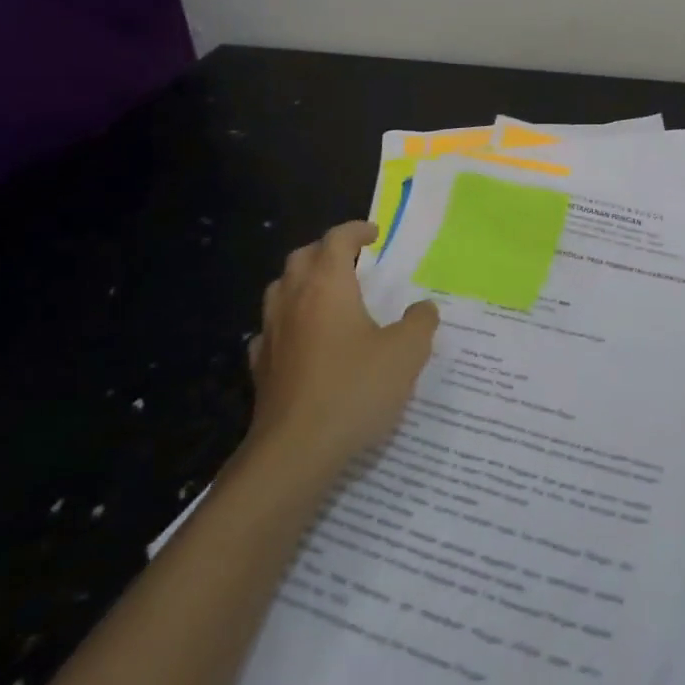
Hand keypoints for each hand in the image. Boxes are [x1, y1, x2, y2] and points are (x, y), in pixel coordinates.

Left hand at [244, 221, 439, 471]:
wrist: (294, 453)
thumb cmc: (354, 390)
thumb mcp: (407, 352)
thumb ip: (420, 322)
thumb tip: (423, 307)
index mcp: (327, 286)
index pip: (336, 240)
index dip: (356, 231)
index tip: (375, 234)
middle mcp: (293, 301)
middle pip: (301, 257)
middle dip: (326, 251)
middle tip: (352, 260)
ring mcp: (271, 335)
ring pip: (280, 290)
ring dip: (302, 282)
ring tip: (328, 295)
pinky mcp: (261, 370)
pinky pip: (272, 331)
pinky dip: (288, 324)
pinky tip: (304, 342)